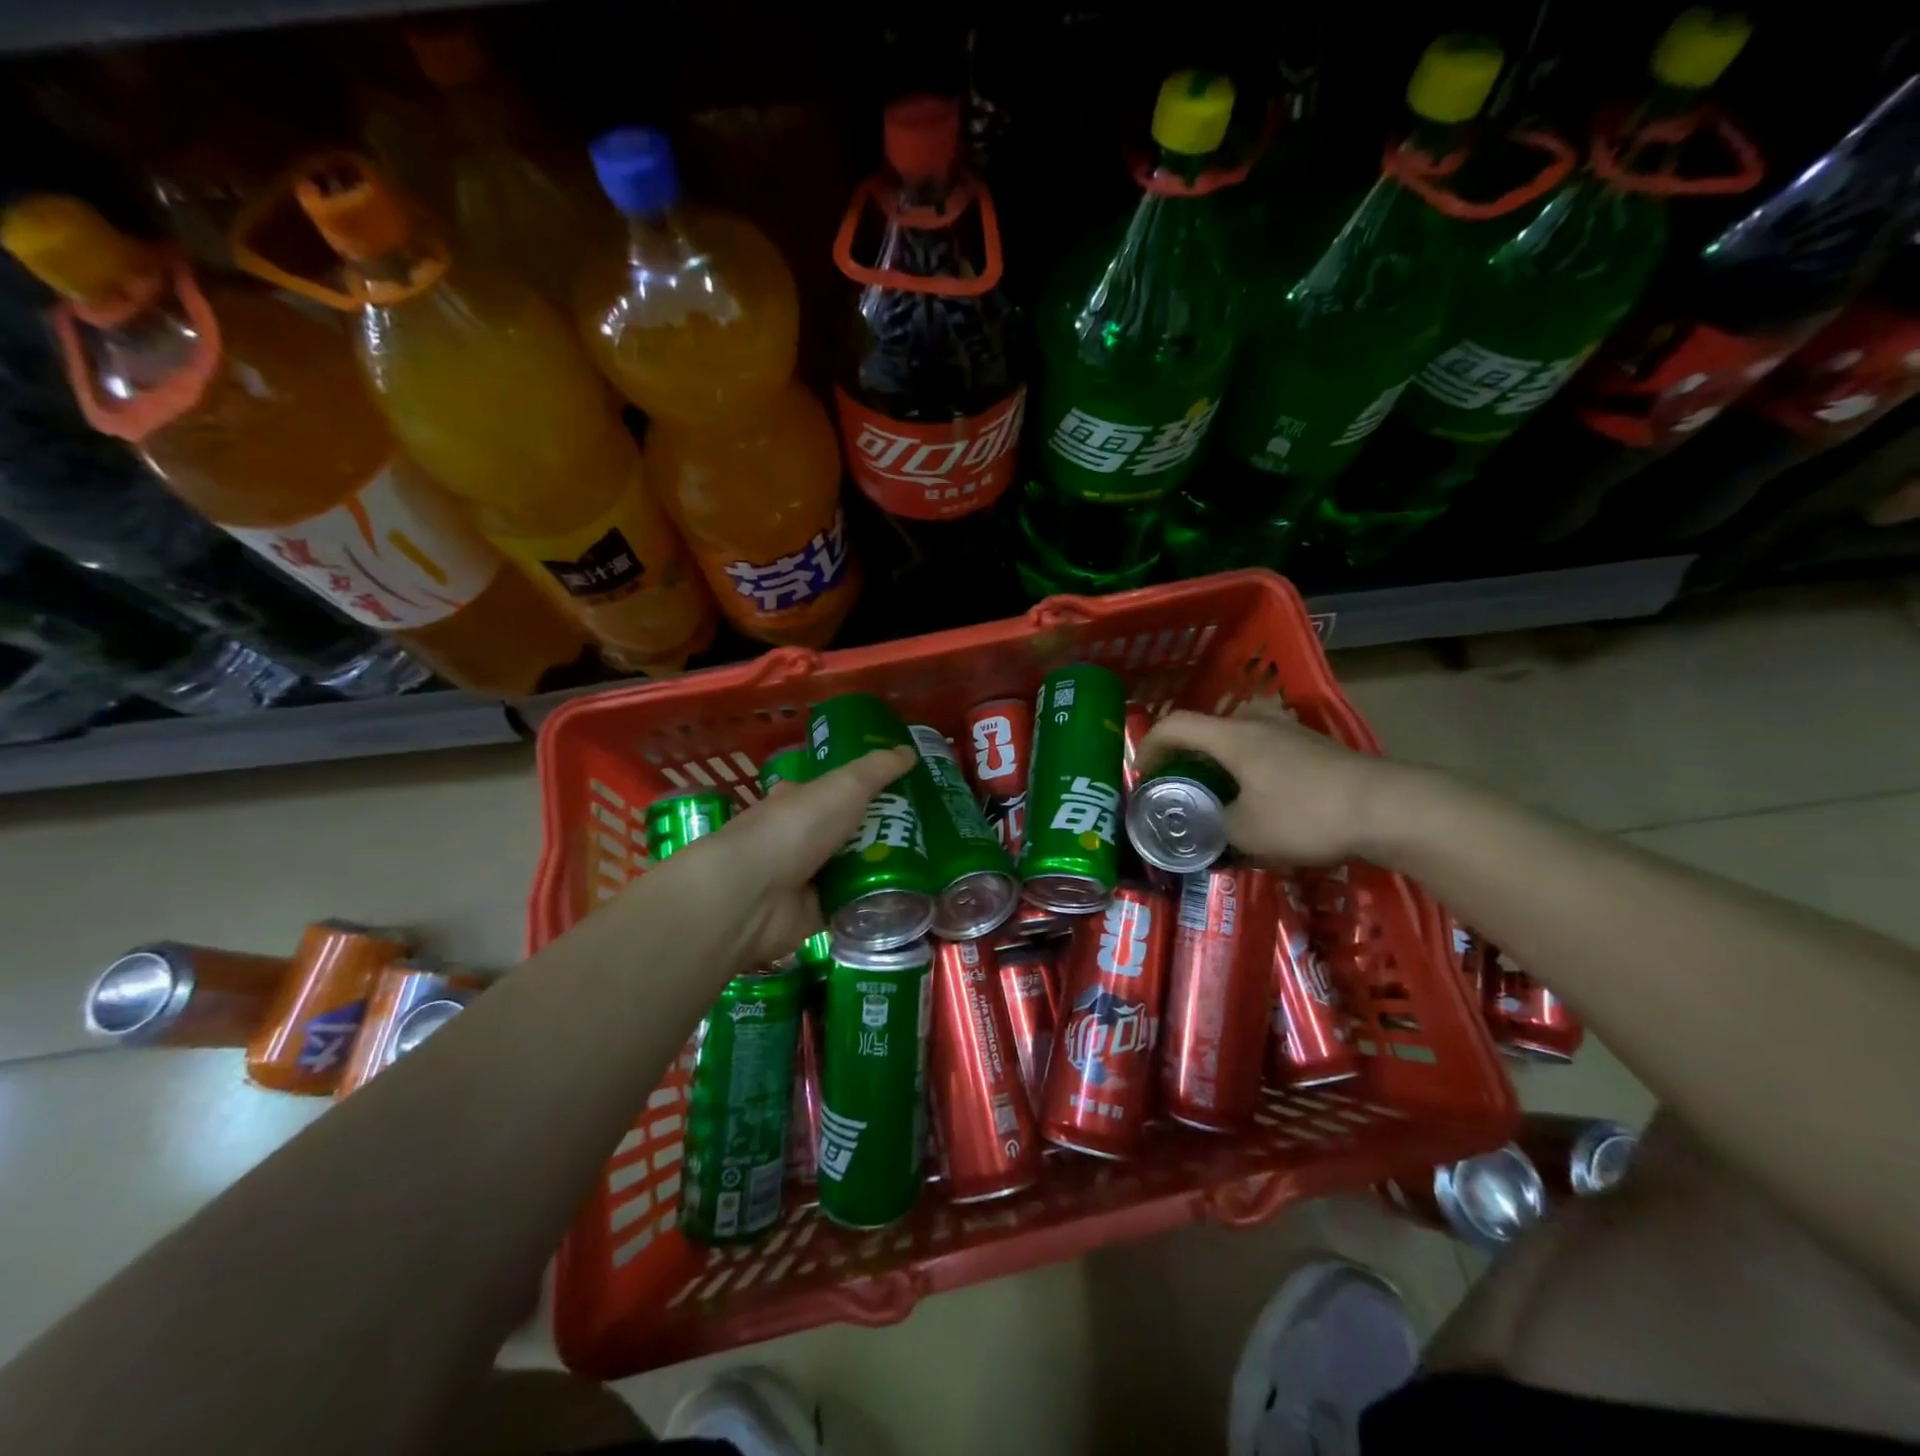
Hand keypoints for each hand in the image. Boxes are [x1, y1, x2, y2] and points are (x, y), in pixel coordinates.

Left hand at [649, 745, 918, 969]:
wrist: (753, 895)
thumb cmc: (795, 828)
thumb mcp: (844, 787)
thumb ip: (877, 770)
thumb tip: (909, 751)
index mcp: (800, 801)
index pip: (836, 791)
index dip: (868, 789)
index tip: (907, 791)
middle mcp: (802, 838)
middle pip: (852, 832)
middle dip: (886, 831)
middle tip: (931, 832)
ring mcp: (808, 878)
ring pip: (856, 870)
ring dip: (886, 869)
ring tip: (932, 866)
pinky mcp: (816, 914)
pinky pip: (855, 906)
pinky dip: (876, 904)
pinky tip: (911, 899)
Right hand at [1137, 699, 1408, 866]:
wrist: (1389, 808)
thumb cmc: (1306, 814)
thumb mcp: (1246, 833)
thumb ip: (1211, 828)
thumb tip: (1200, 830)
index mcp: (1232, 737)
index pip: (1174, 725)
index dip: (1149, 746)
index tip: (1143, 777)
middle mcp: (1257, 724)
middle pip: (1205, 731)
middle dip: (1183, 759)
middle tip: (1178, 791)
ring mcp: (1289, 733)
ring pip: (1237, 742)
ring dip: (1218, 766)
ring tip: (1217, 800)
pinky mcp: (1314, 748)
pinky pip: (1264, 752)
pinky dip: (1247, 771)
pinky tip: (1260, 805)